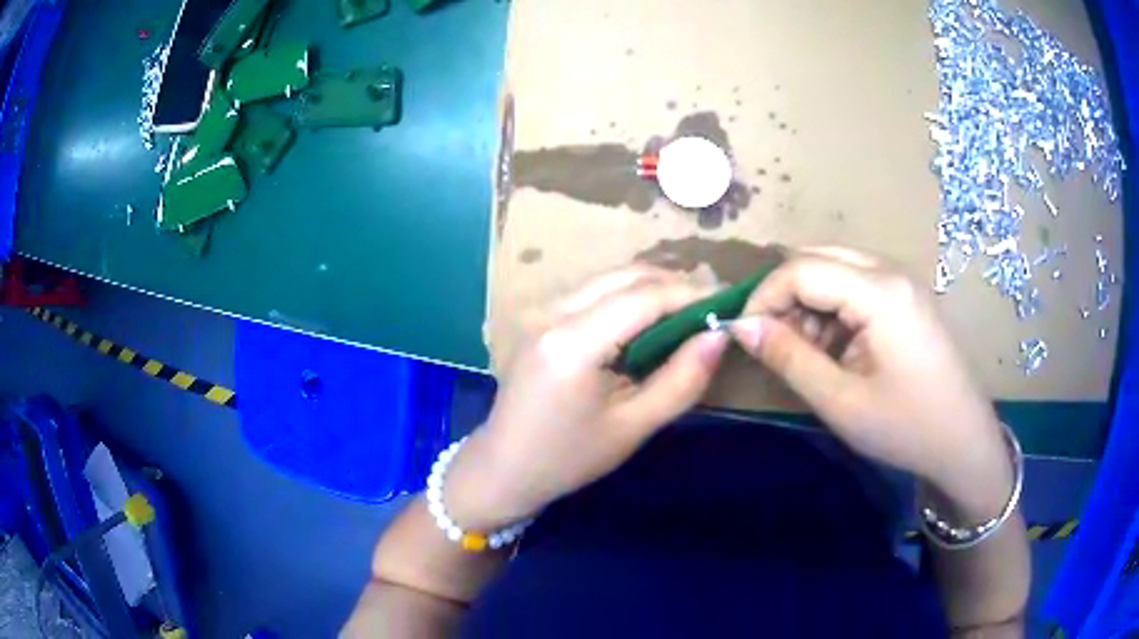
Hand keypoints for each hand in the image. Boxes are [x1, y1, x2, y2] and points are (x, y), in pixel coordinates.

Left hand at [446, 266, 728, 529]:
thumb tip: (718, 335)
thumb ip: (682, 379)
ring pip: (607, 279)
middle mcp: (552, 313)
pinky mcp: (539, 318)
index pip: (642, 297)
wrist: (505, 467)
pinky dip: (626, 296)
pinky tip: (648, 320)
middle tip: (711, 306)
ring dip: (650, 287)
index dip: (689, 294)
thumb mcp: (634, 426)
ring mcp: (540, 311)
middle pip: (624, 276)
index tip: (728, 301)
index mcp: (572, 343)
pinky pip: (591, 292)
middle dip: (672, 284)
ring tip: (687, 312)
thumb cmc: (570, 457)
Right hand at [729, 248, 1008, 502]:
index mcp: (879, 291)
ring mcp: (902, 281)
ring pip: (835, 268)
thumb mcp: (841, 401)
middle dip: (786, 295)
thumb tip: (743, 327)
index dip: (763, 297)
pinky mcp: (907, 297)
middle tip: (776, 343)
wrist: (964, 442)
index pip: (801, 269)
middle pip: (817, 258)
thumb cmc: (905, 427)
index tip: (744, 335)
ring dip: (809, 302)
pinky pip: (857, 284)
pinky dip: (833, 309)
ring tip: (808, 353)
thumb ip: (789, 358)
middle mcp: (891, 271)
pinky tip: (837, 348)